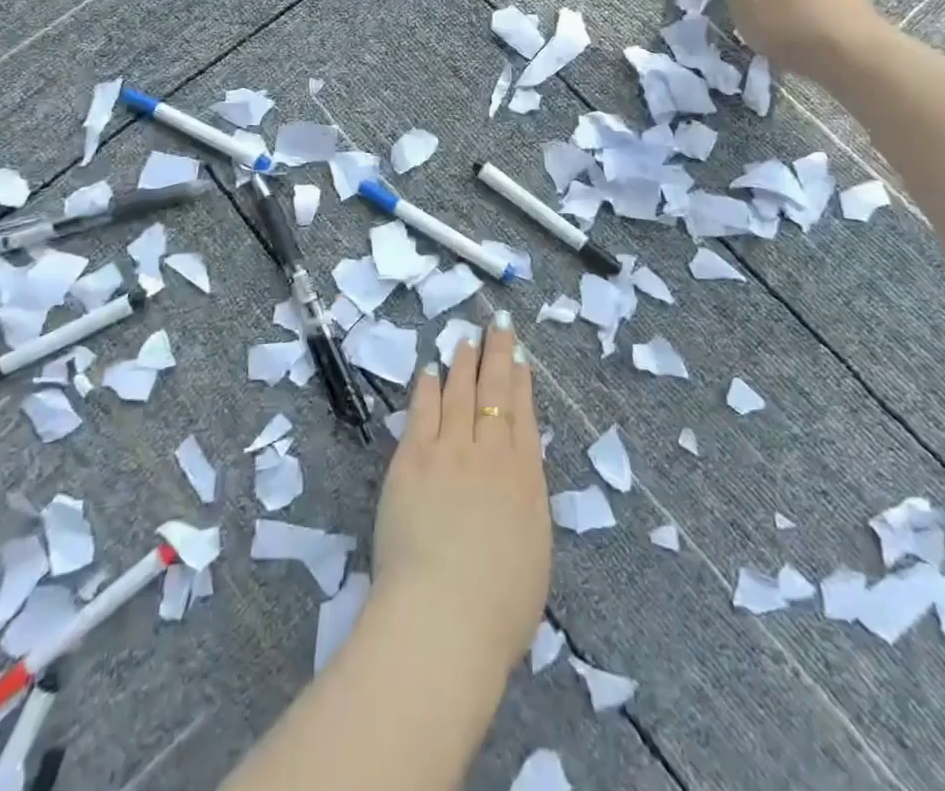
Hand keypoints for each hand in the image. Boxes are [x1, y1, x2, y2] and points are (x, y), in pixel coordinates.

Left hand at [372, 313, 550, 671]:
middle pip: (494, 392)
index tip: (518, 353)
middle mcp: (490, 453)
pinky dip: (427, 388)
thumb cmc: (499, 607)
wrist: (444, 619)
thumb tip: (517, 475)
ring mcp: (448, 452)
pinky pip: (421, 412)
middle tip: (496, 324)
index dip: (520, 380)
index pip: (523, 414)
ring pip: (458, 393)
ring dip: (462, 363)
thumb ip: (526, 503)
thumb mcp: (534, 551)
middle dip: (497, 354)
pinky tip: (429, 370)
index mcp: (525, 477)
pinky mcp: (411, 460)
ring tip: (464, 340)